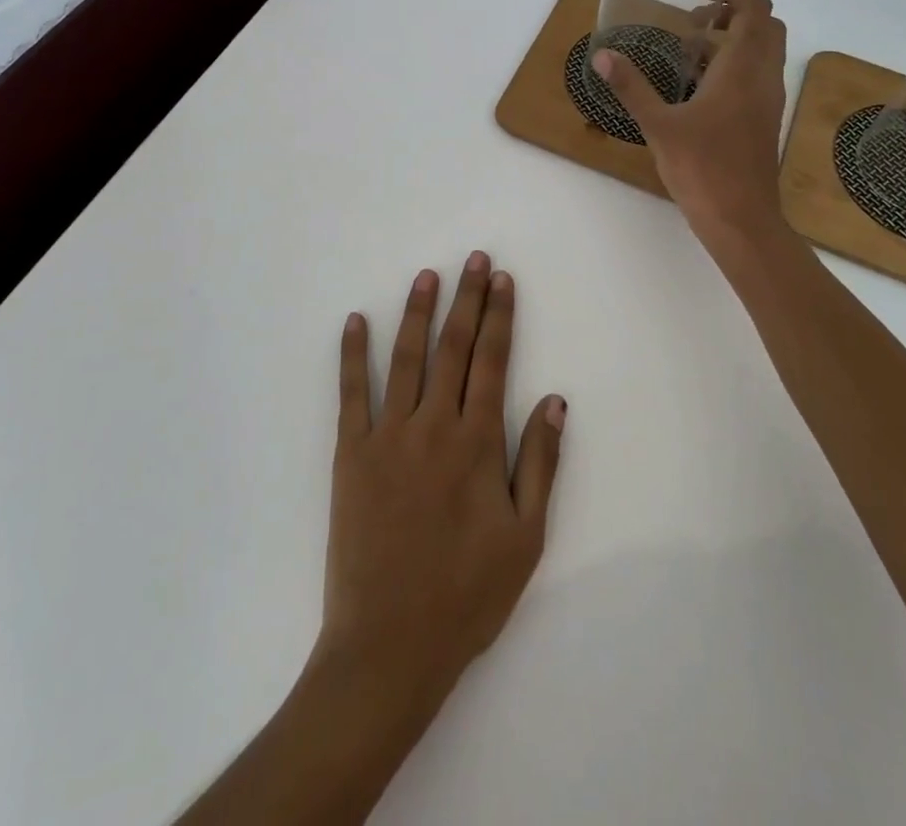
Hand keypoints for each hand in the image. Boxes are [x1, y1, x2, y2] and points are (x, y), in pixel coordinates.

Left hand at [316, 252, 565, 717]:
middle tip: (474, 259)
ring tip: (427, 276)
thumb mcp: (524, 539)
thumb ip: (540, 464)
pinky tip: (354, 321)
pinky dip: (353, 354)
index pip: (493, 362)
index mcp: (476, 444)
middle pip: (453, 348)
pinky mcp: (350, 453)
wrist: (389, 645)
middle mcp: (433, 426)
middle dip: (467, 299)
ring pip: (405, 358)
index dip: (500, 317)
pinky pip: (351, 393)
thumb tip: (555, 400)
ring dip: (417, 312)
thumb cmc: (466, 596)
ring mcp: (387, 435)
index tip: (504, 280)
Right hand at [592, 0, 792, 255]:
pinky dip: (736, 62)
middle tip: (695, 17)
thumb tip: (602, 56)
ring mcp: (768, 100)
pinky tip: (700, 83)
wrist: (741, 219)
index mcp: (742, 70)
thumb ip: (631, 87)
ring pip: (764, 50)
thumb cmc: (702, 169)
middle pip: (766, 24)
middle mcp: (763, 78)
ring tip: (691, 46)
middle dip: (734, 10)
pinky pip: (757, 73)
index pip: (753, 9)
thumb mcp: (659, 126)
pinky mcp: (764, 119)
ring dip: (735, 36)